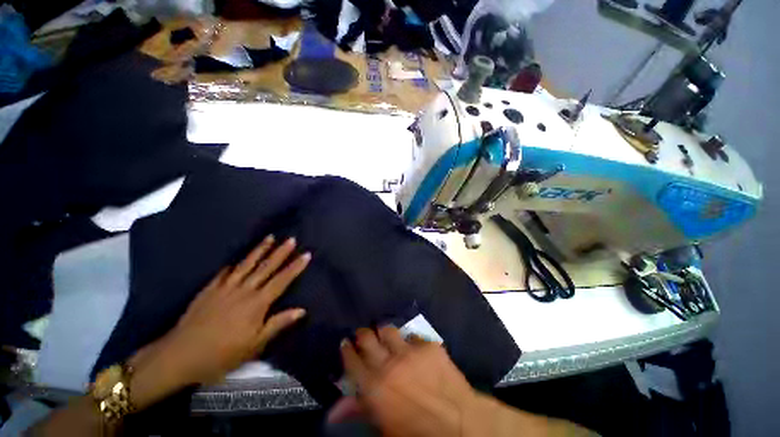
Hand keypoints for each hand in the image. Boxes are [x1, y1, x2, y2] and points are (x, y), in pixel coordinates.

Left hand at [128, 235, 309, 408]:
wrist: (180, 355)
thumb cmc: (221, 354)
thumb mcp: (254, 345)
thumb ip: (278, 324)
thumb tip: (301, 310)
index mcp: (257, 303)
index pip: (281, 280)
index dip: (295, 267)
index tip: (306, 254)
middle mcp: (244, 290)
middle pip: (266, 267)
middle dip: (281, 252)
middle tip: (291, 239)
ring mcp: (225, 288)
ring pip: (246, 264)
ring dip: (260, 250)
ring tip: (270, 238)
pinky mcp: (209, 290)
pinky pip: (223, 273)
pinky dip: (232, 265)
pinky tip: (236, 260)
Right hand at [331, 327, 596, 436]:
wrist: (460, 425)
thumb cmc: (416, 433)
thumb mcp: (384, 427)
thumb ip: (359, 411)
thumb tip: (334, 409)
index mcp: (373, 387)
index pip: (352, 360)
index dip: (347, 350)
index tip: (345, 343)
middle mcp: (388, 363)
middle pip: (367, 338)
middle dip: (362, 334)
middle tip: (363, 335)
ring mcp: (409, 351)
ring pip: (389, 330)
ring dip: (385, 333)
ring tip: (386, 338)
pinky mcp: (428, 345)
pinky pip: (414, 337)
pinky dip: (411, 343)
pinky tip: (415, 350)